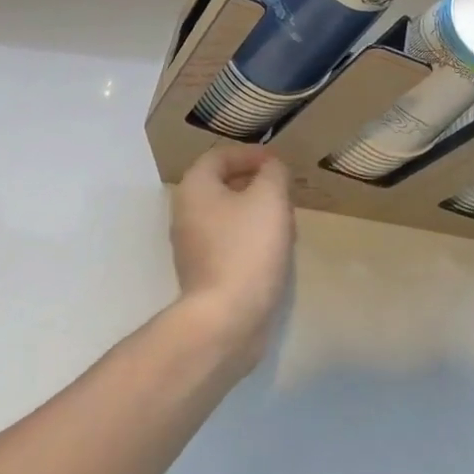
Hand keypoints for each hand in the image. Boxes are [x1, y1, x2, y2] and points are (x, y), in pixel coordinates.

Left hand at [169, 144, 294, 373]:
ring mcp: (193, 247)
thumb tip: (271, 168)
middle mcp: (186, 214)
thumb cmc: (247, 248)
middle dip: (257, 185)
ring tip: (287, 223)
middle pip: (223, 186)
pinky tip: (276, 252)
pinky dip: (252, 240)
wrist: (226, 319)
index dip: (251, 154)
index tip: (279, 164)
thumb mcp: (270, 198)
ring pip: (229, 216)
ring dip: (258, 214)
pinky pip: (230, 244)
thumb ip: (273, 172)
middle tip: (285, 193)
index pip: (220, 156)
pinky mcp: (205, 274)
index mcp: (195, 188)